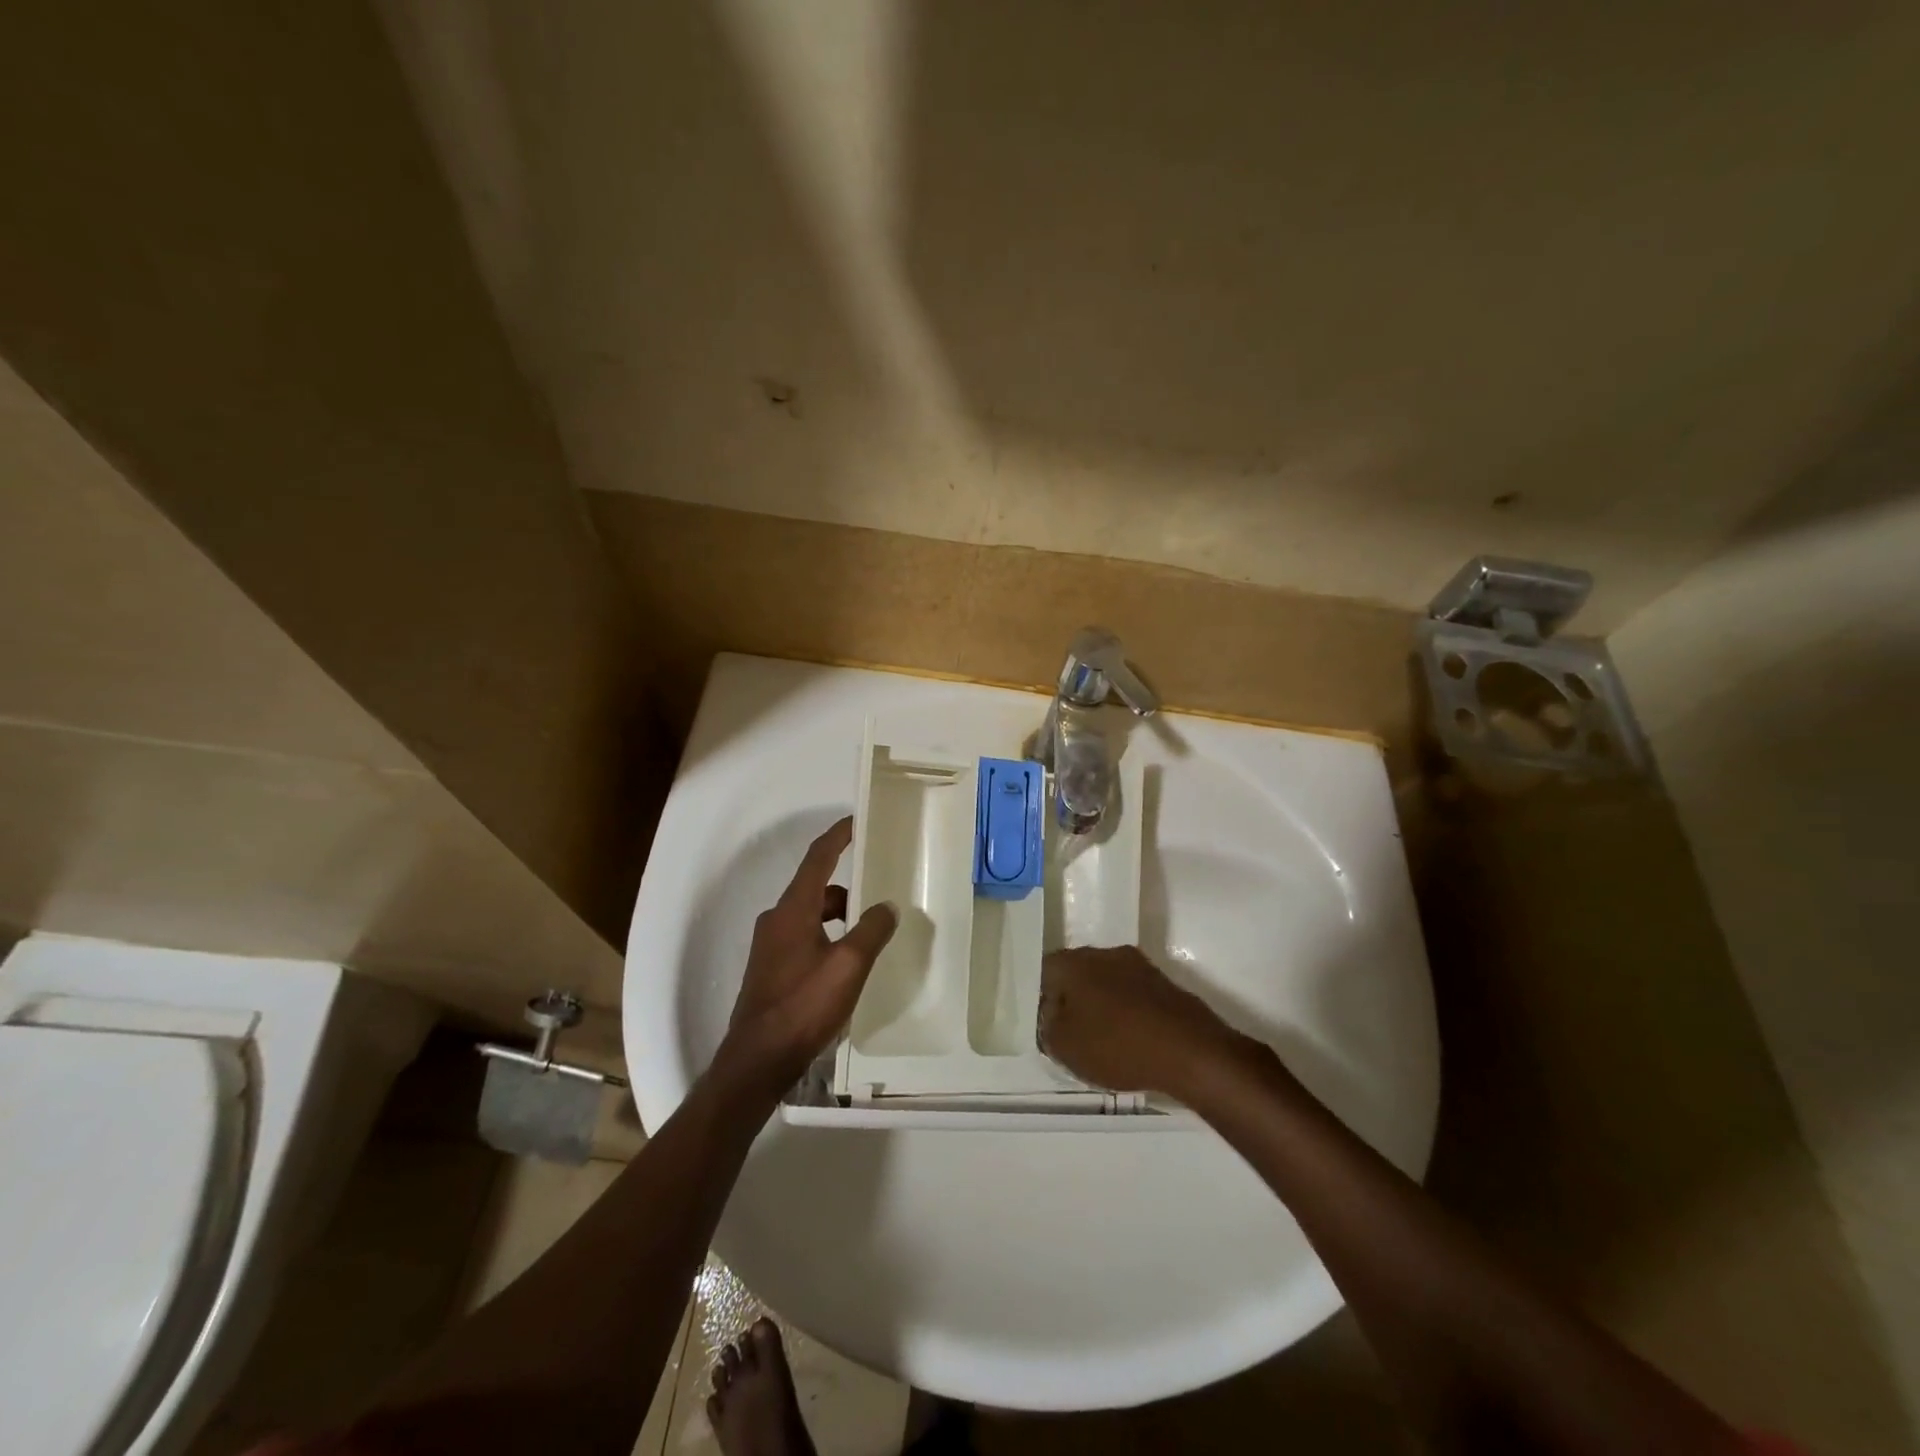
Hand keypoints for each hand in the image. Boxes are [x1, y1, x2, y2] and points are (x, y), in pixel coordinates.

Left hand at [715, 817, 896, 1096]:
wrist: (757, 1060)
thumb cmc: (803, 1006)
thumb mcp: (848, 966)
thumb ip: (871, 931)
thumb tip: (887, 906)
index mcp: (793, 909)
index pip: (818, 858)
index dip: (838, 835)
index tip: (858, 820)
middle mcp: (776, 919)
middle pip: (815, 886)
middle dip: (847, 883)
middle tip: (878, 886)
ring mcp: (769, 945)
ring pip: (809, 913)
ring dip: (838, 913)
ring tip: (869, 929)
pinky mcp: (770, 968)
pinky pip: (803, 935)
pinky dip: (827, 934)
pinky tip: (846, 959)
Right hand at [1038, 945, 1250, 1096]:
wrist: (1190, 1050)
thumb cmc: (1117, 1045)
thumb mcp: (1065, 1047)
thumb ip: (1048, 1027)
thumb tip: (1053, 1014)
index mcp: (1074, 963)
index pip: (1045, 972)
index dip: (1043, 999)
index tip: (1049, 1026)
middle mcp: (1104, 953)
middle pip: (1078, 974)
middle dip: (1073, 1000)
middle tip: (1074, 1035)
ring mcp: (1138, 965)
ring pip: (1107, 983)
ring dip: (1103, 1006)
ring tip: (1105, 1042)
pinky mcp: (1164, 983)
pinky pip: (1134, 995)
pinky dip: (1128, 1014)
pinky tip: (1133, 1041)